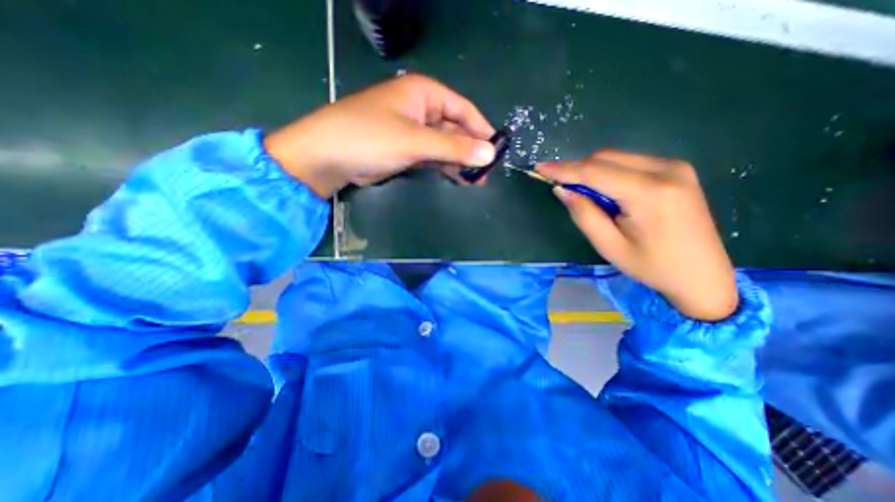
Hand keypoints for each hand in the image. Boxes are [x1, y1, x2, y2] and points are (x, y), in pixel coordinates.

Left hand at [262, 72, 495, 197]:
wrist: (329, 156)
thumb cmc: (370, 138)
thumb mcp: (415, 141)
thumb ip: (453, 148)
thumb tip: (489, 154)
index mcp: (424, 94)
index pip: (463, 110)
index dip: (481, 130)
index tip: (496, 152)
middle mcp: (421, 109)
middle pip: (455, 129)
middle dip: (471, 151)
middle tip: (486, 173)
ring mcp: (414, 131)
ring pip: (445, 145)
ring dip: (460, 161)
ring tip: (476, 180)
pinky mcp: (407, 149)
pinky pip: (433, 156)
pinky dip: (445, 166)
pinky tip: (457, 178)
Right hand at [537, 151, 732, 320]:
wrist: (703, 275)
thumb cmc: (651, 266)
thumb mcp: (609, 245)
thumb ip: (583, 214)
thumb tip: (562, 189)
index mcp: (650, 193)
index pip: (595, 172)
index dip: (564, 169)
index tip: (540, 167)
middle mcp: (666, 170)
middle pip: (606, 158)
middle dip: (578, 170)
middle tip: (564, 189)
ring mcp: (675, 167)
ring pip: (617, 157)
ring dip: (593, 171)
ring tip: (587, 196)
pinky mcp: (676, 170)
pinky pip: (630, 162)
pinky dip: (609, 172)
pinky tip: (608, 192)